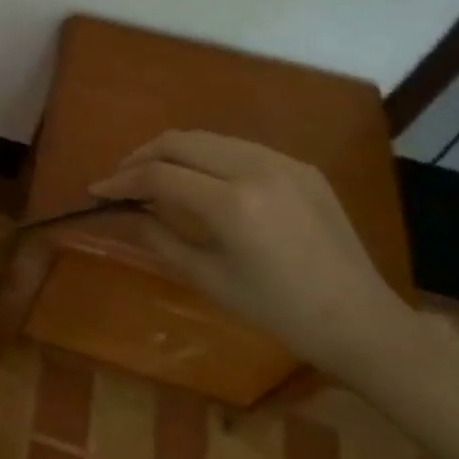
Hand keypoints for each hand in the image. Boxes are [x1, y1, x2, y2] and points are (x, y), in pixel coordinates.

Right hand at [88, 130, 414, 378]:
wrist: (361, 321)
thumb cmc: (278, 311)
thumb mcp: (208, 278)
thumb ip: (157, 237)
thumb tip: (119, 213)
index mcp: (233, 205)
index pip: (159, 176)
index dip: (121, 181)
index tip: (97, 191)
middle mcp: (257, 170)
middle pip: (179, 142)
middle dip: (141, 156)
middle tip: (121, 179)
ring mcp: (283, 163)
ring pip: (207, 138)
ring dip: (172, 151)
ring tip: (153, 175)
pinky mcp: (301, 166)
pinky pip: (238, 147)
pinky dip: (207, 156)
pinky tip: (200, 179)